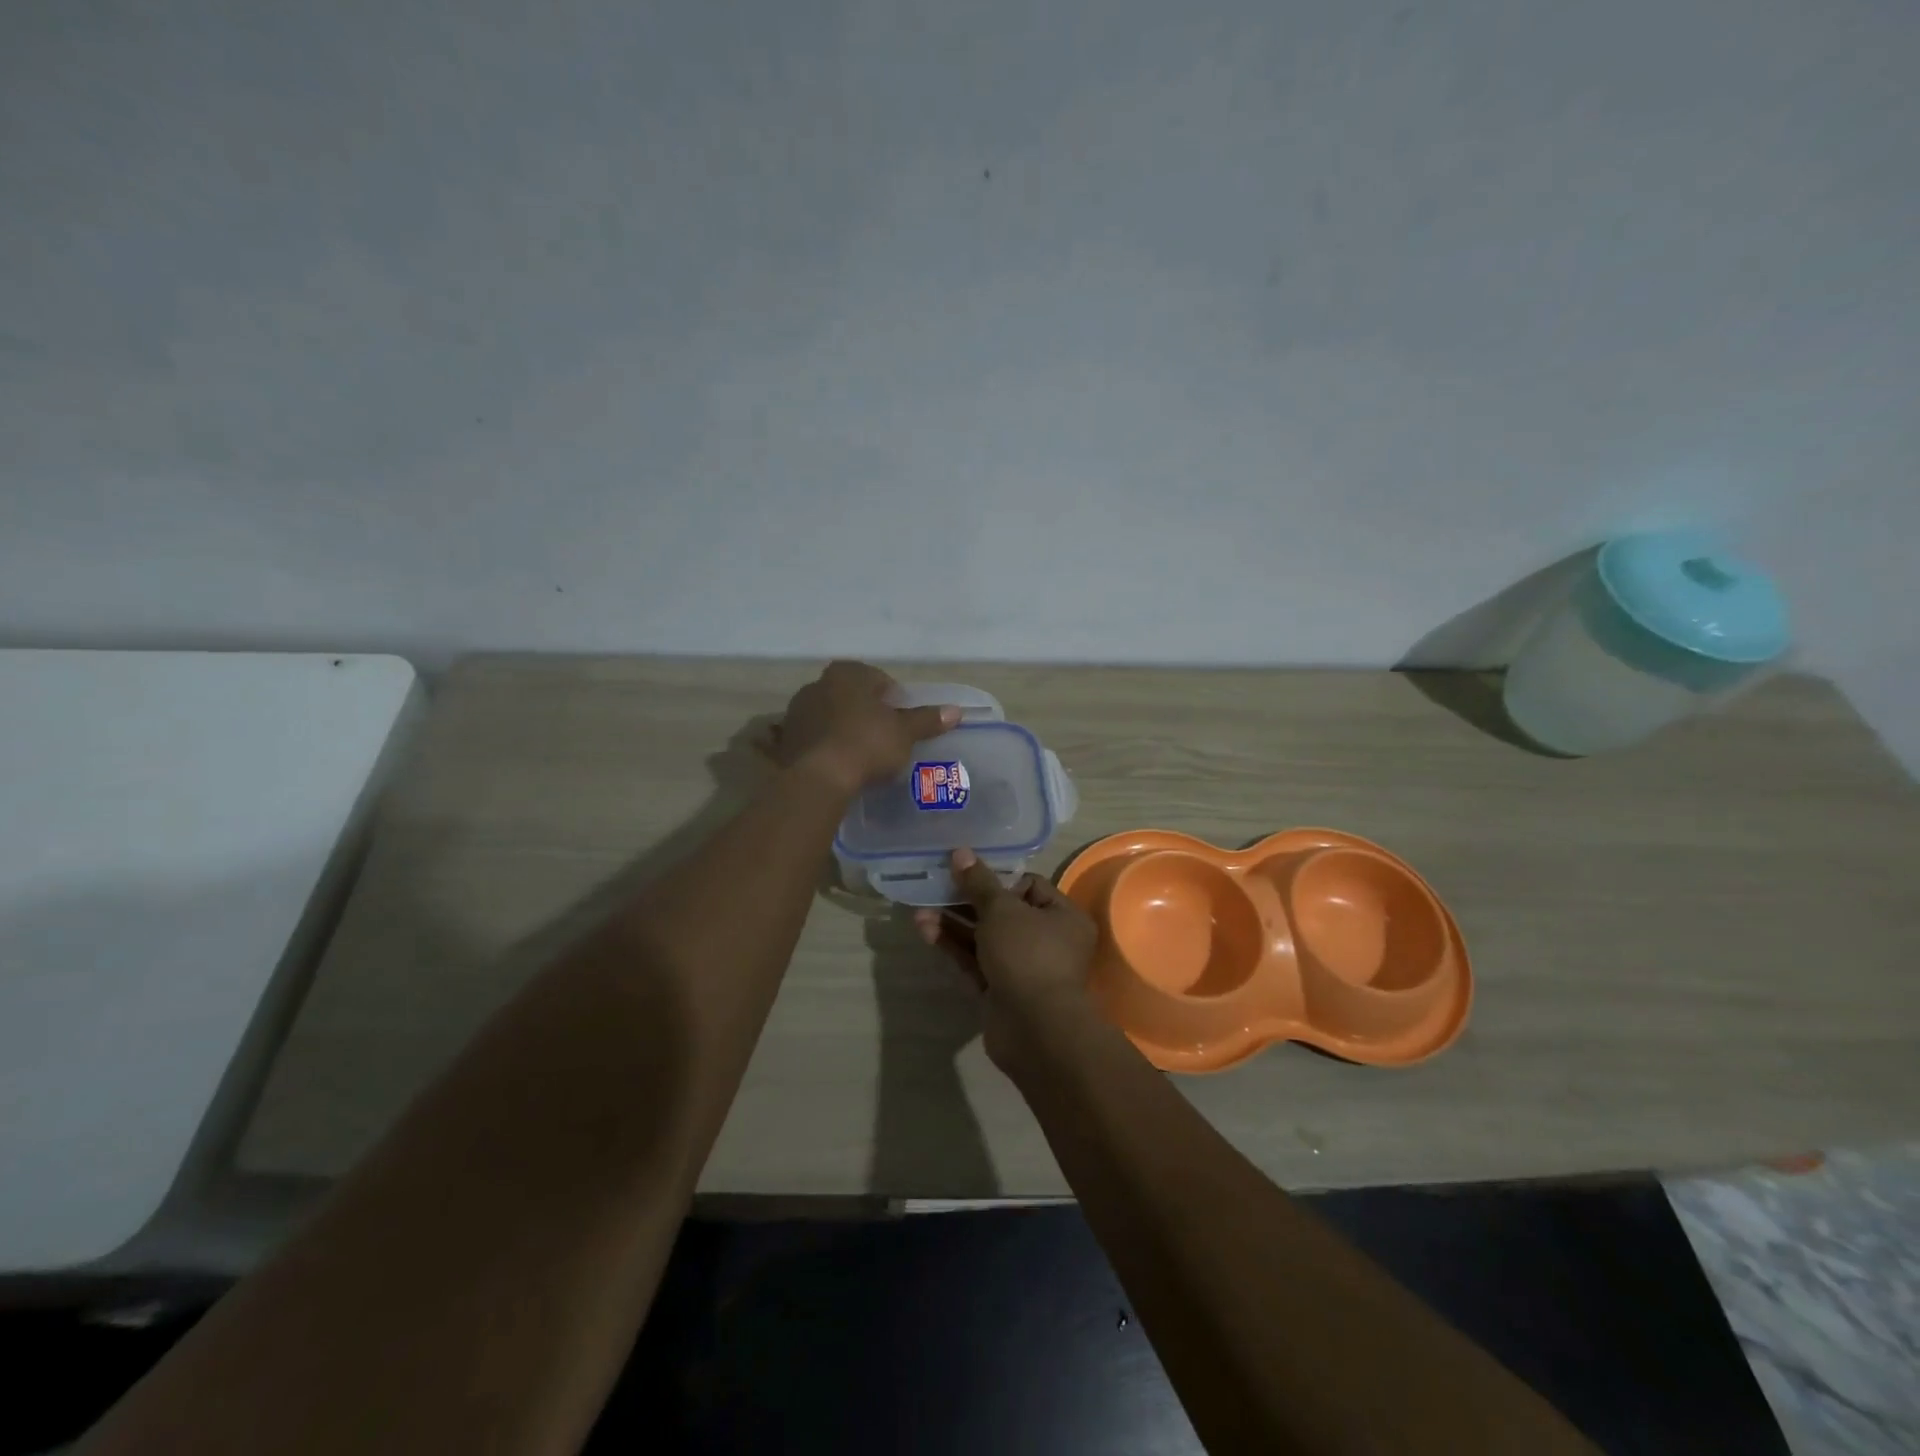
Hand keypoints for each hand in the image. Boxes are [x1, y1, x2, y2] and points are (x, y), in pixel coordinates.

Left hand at [771, 660, 958, 791]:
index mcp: (847, 674)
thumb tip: (955, 711)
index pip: (878, 679)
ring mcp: (797, 711)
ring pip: (830, 715)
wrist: (819, 778)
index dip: (894, 699)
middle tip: (884, 736)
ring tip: (861, 753)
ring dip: (844, 728)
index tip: (901, 720)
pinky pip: (813, 737)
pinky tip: (837, 762)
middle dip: (866, 712)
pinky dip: (825, 745)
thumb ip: (927, 720)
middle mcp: (817, 684)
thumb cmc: (867, 744)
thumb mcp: (904, 733)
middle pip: (851, 696)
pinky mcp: (785, 739)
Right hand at [913, 848, 1099, 1072]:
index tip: (968, 873)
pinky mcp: (1001, 992)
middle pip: (1003, 913)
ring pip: (985, 939)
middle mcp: (1048, 941)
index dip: (998, 878)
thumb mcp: (1002, 910)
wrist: (1034, 1029)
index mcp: (1063, 916)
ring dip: (954, 924)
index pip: (1030, 886)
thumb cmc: (1027, 955)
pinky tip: (926, 931)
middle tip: (936, 888)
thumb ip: (979, 883)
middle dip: (967, 901)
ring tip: (919, 911)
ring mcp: (1023, 969)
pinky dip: (954, 947)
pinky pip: (976, 962)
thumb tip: (961, 852)